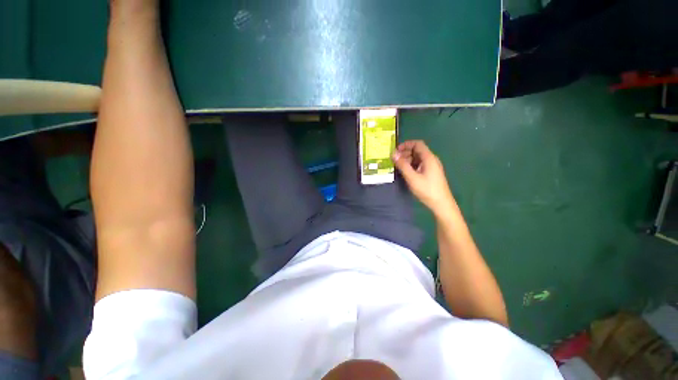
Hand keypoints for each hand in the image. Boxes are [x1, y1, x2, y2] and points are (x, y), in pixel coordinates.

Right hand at [392, 140, 455, 215]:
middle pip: (417, 151)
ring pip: (417, 158)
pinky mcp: (430, 173)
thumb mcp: (412, 177)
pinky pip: (419, 165)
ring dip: (407, 160)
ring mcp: (431, 167)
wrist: (441, 204)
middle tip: (394, 159)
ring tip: (397, 166)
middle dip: (405, 153)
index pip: (417, 144)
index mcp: (429, 158)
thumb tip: (393, 154)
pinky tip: (405, 172)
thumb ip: (402, 165)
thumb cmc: (427, 189)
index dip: (406, 144)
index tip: (396, 150)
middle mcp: (431, 160)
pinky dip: (411, 165)